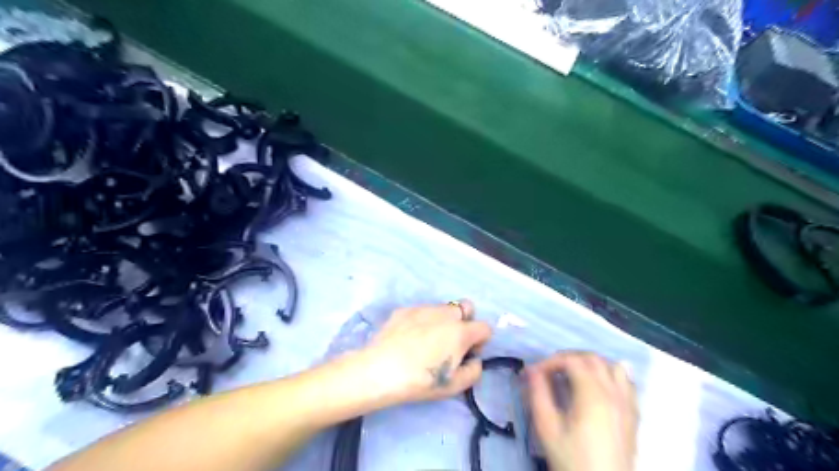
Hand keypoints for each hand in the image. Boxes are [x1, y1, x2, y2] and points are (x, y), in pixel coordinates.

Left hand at [359, 301, 493, 404]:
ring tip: (427, 340)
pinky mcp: (405, 309)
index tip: (468, 353)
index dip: (481, 341)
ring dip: (443, 320)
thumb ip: (474, 371)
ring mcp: (424, 308)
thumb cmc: (421, 380)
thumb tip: (474, 360)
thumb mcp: (455, 386)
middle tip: (452, 341)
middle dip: (466, 321)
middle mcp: (445, 314)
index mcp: (461, 331)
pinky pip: (421, 311)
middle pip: (466, 307)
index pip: (485, 327)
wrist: (380, 370)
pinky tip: (409, 338)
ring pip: (443, 308)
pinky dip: (422, 321)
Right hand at [526, 351, 639, 470]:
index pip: (571, 360)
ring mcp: (627, 403)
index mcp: (593, 394)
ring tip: (574, 375)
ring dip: (592, 364)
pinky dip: (611, 376)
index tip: (533, 374)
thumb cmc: (572, 459)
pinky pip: (627, 383)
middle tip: (550, 371)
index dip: (549, 362)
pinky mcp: (634, 415)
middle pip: (592, 358)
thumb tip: (531, 371)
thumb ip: (538, 394)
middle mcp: (614, 392)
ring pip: (614, 367)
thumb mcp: (548, 428)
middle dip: (568, 358)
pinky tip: (599, 388)